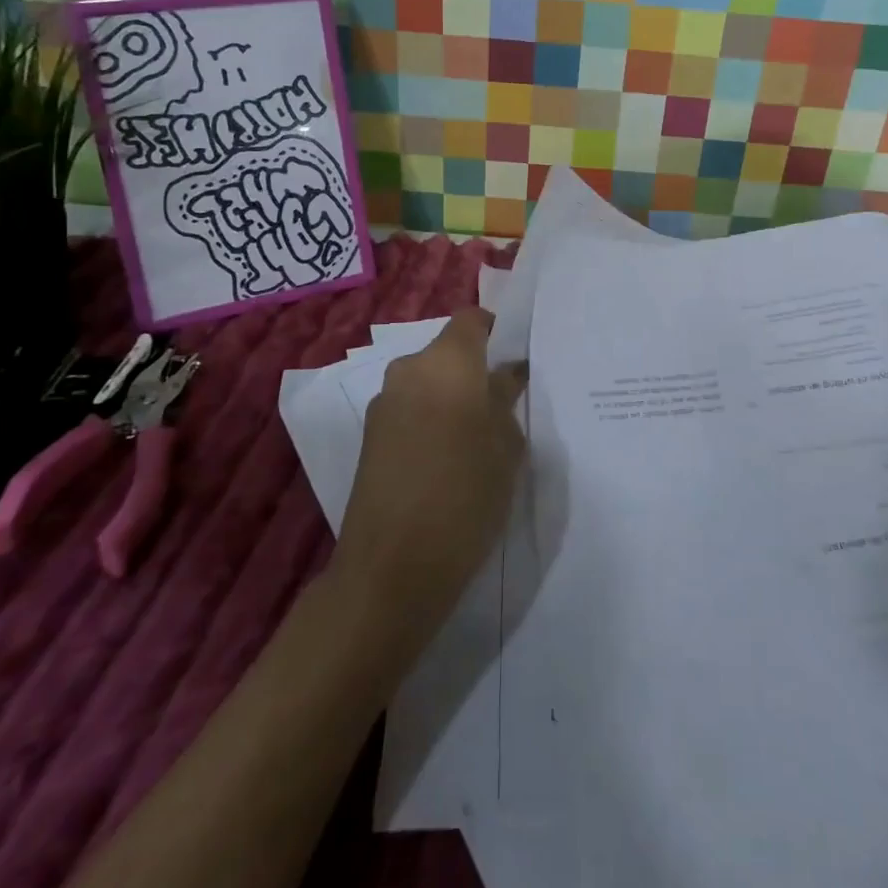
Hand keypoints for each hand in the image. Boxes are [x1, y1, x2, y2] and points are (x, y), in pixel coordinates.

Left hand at [330, 308, 526, 650]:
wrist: (392, 568)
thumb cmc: (465, 496)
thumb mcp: (506, 447)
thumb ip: (506, 400)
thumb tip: (505, 375)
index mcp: (447, 362)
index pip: (472, 319)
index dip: (497, 332)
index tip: (517, 359)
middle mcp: (409, 370)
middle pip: (448, 353)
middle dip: (475, 371)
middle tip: (504, 406)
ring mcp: (384, 404)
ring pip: (428, 383)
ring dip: (451, 398)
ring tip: (477, 439)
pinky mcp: (369, 436)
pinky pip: (410, 410)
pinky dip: (430, 420)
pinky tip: (447, 460)